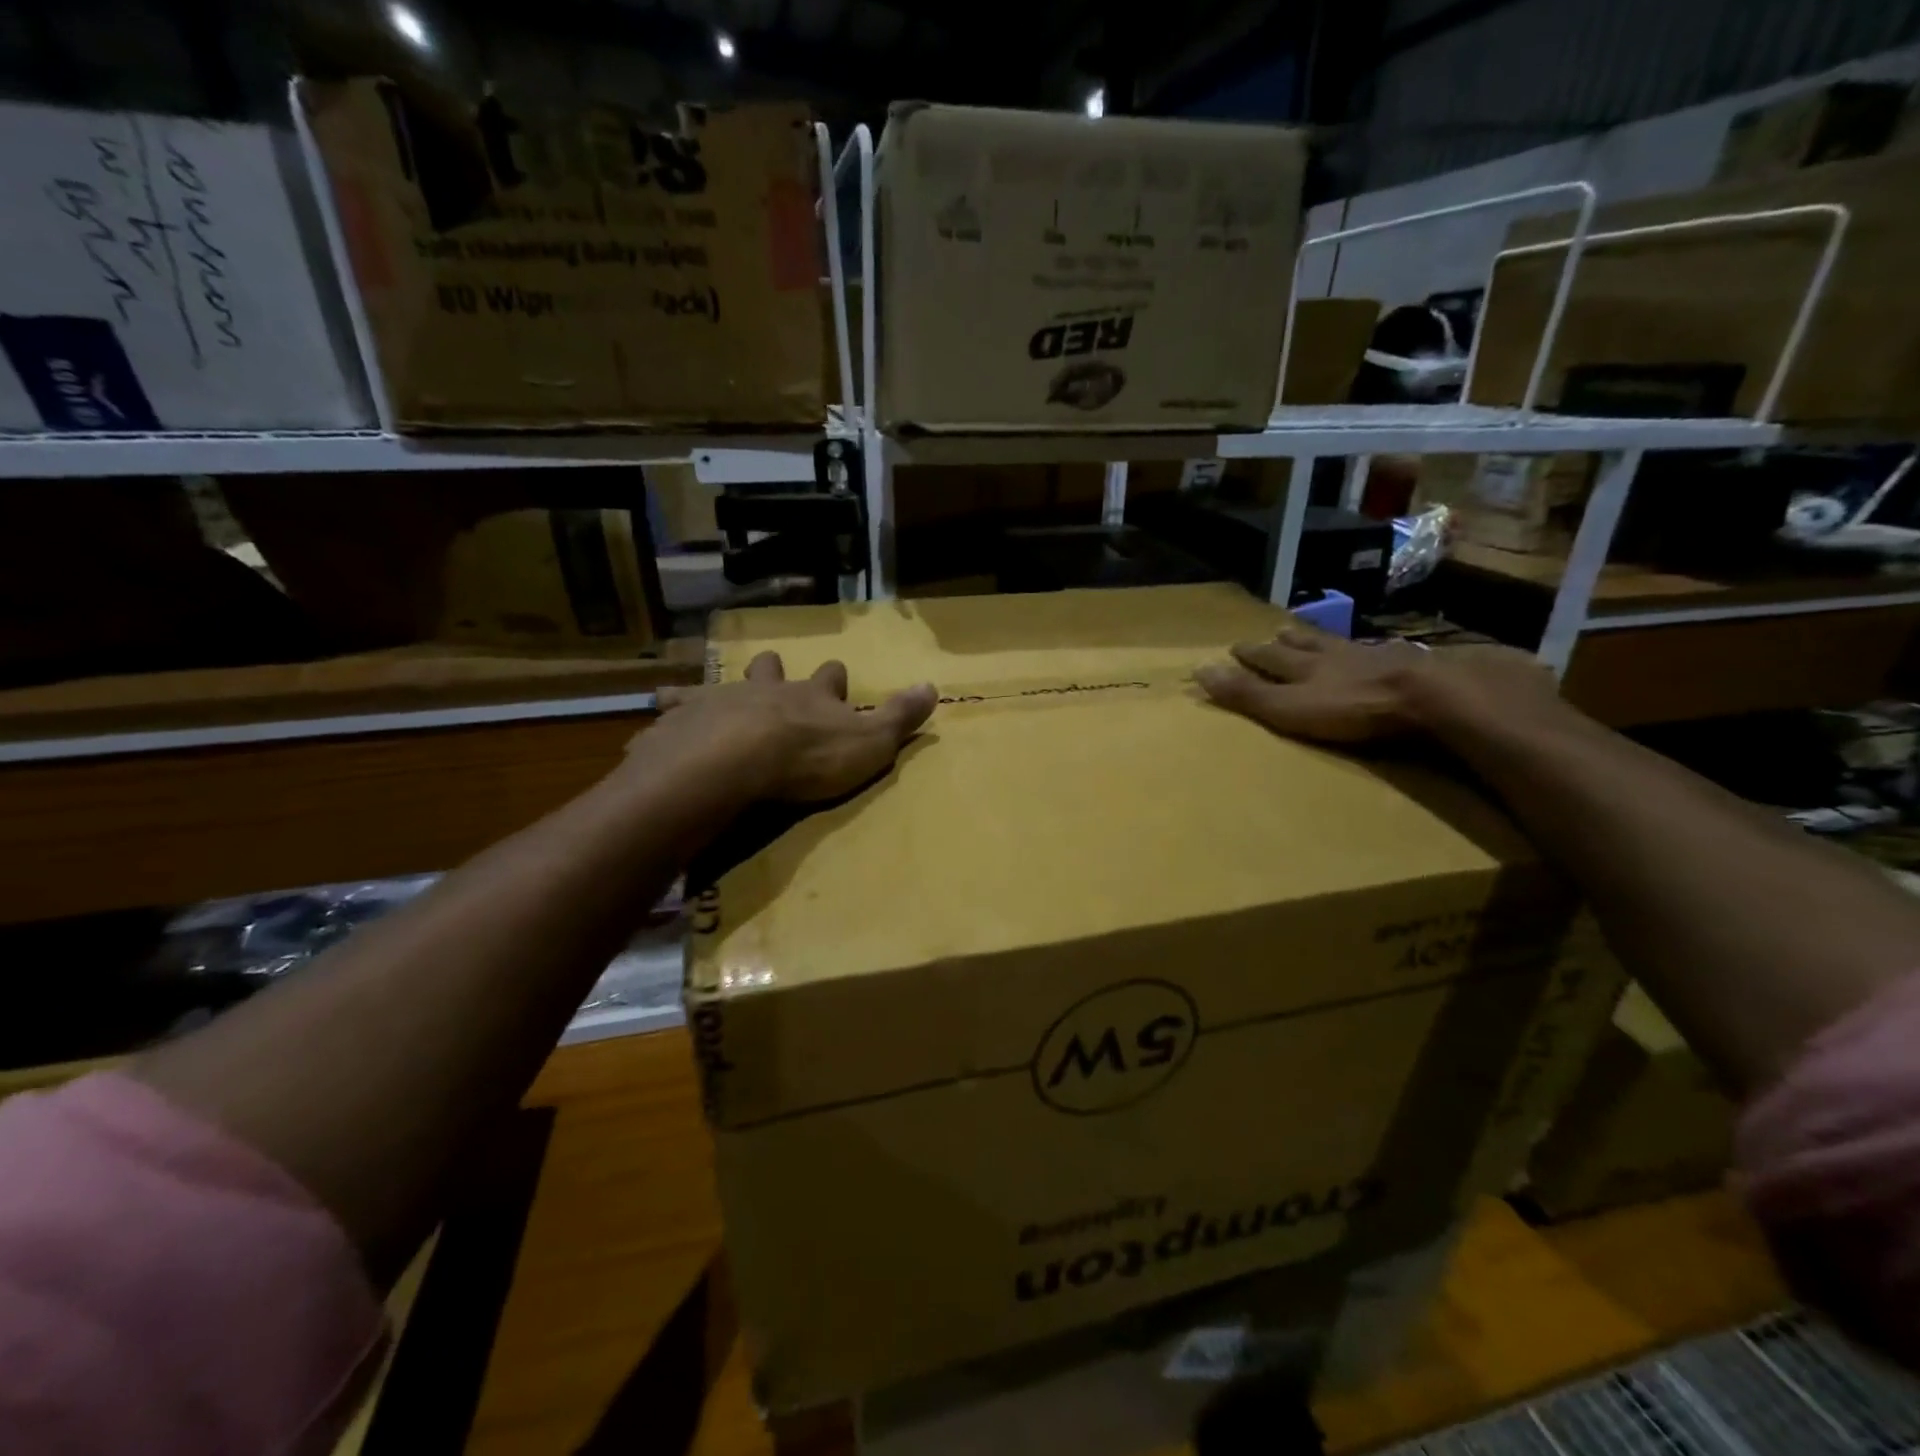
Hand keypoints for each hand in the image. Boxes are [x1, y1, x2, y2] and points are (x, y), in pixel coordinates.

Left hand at [647, 652, 936, 802]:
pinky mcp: (684, 720)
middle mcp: (766, 689)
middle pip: (771, 670)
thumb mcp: (870, 742)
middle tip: (771, 671)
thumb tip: (933, 685)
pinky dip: (668, 710)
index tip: (836, 673)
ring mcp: (722, 700)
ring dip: (715, 688)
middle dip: (774, 670)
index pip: (830, 677)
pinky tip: (655, 715)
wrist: (736, 760)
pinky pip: (673, 709)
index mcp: (812, 697)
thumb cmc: (809, 756)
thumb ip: (900, 716)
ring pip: (719, 684)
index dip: (834, 677)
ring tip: (696, 692)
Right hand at [1194, 623, 1560, 743]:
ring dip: (1319, 640)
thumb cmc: (1350, 707)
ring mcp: (1371, 657)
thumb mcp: (1288, 707)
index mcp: (1302, 668)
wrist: (1426, 695)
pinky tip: (1370, 648)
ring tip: (1307, 632)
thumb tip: (1199, 672)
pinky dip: (1364, 649)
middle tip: (1273, 632)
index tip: (1234, 647)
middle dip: (1284, 641)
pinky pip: (1375, 652)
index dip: (1251, 655)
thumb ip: (1247, 694)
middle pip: (1303, 645)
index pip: (1269, 659)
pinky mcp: (1405, 666)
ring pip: (1337, 645)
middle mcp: (1332, 657)